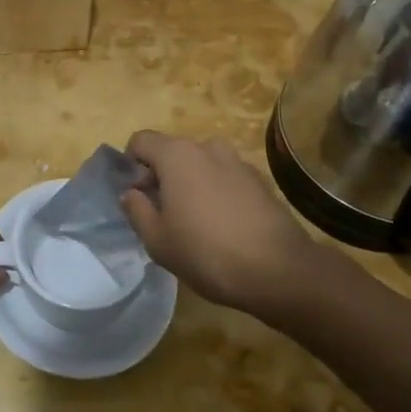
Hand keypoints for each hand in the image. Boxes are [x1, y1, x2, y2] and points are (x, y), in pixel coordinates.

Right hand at [121, 131, 323, 313]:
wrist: (279, 271)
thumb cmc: (207, 253)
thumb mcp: (157, 240)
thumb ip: (136, 210)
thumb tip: (131, 193)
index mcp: (177, 155)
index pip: (141, 141)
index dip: (131, 165)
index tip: (137, 196)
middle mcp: (207, 147)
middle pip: (172, 152)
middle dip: (162, 176)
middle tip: (163, 214)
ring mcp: (238, 161)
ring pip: (201, 165)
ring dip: (192, 183)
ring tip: (196, 222)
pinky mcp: (260, 180)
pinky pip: (226, 178)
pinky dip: (218, 192)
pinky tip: (225, 226)